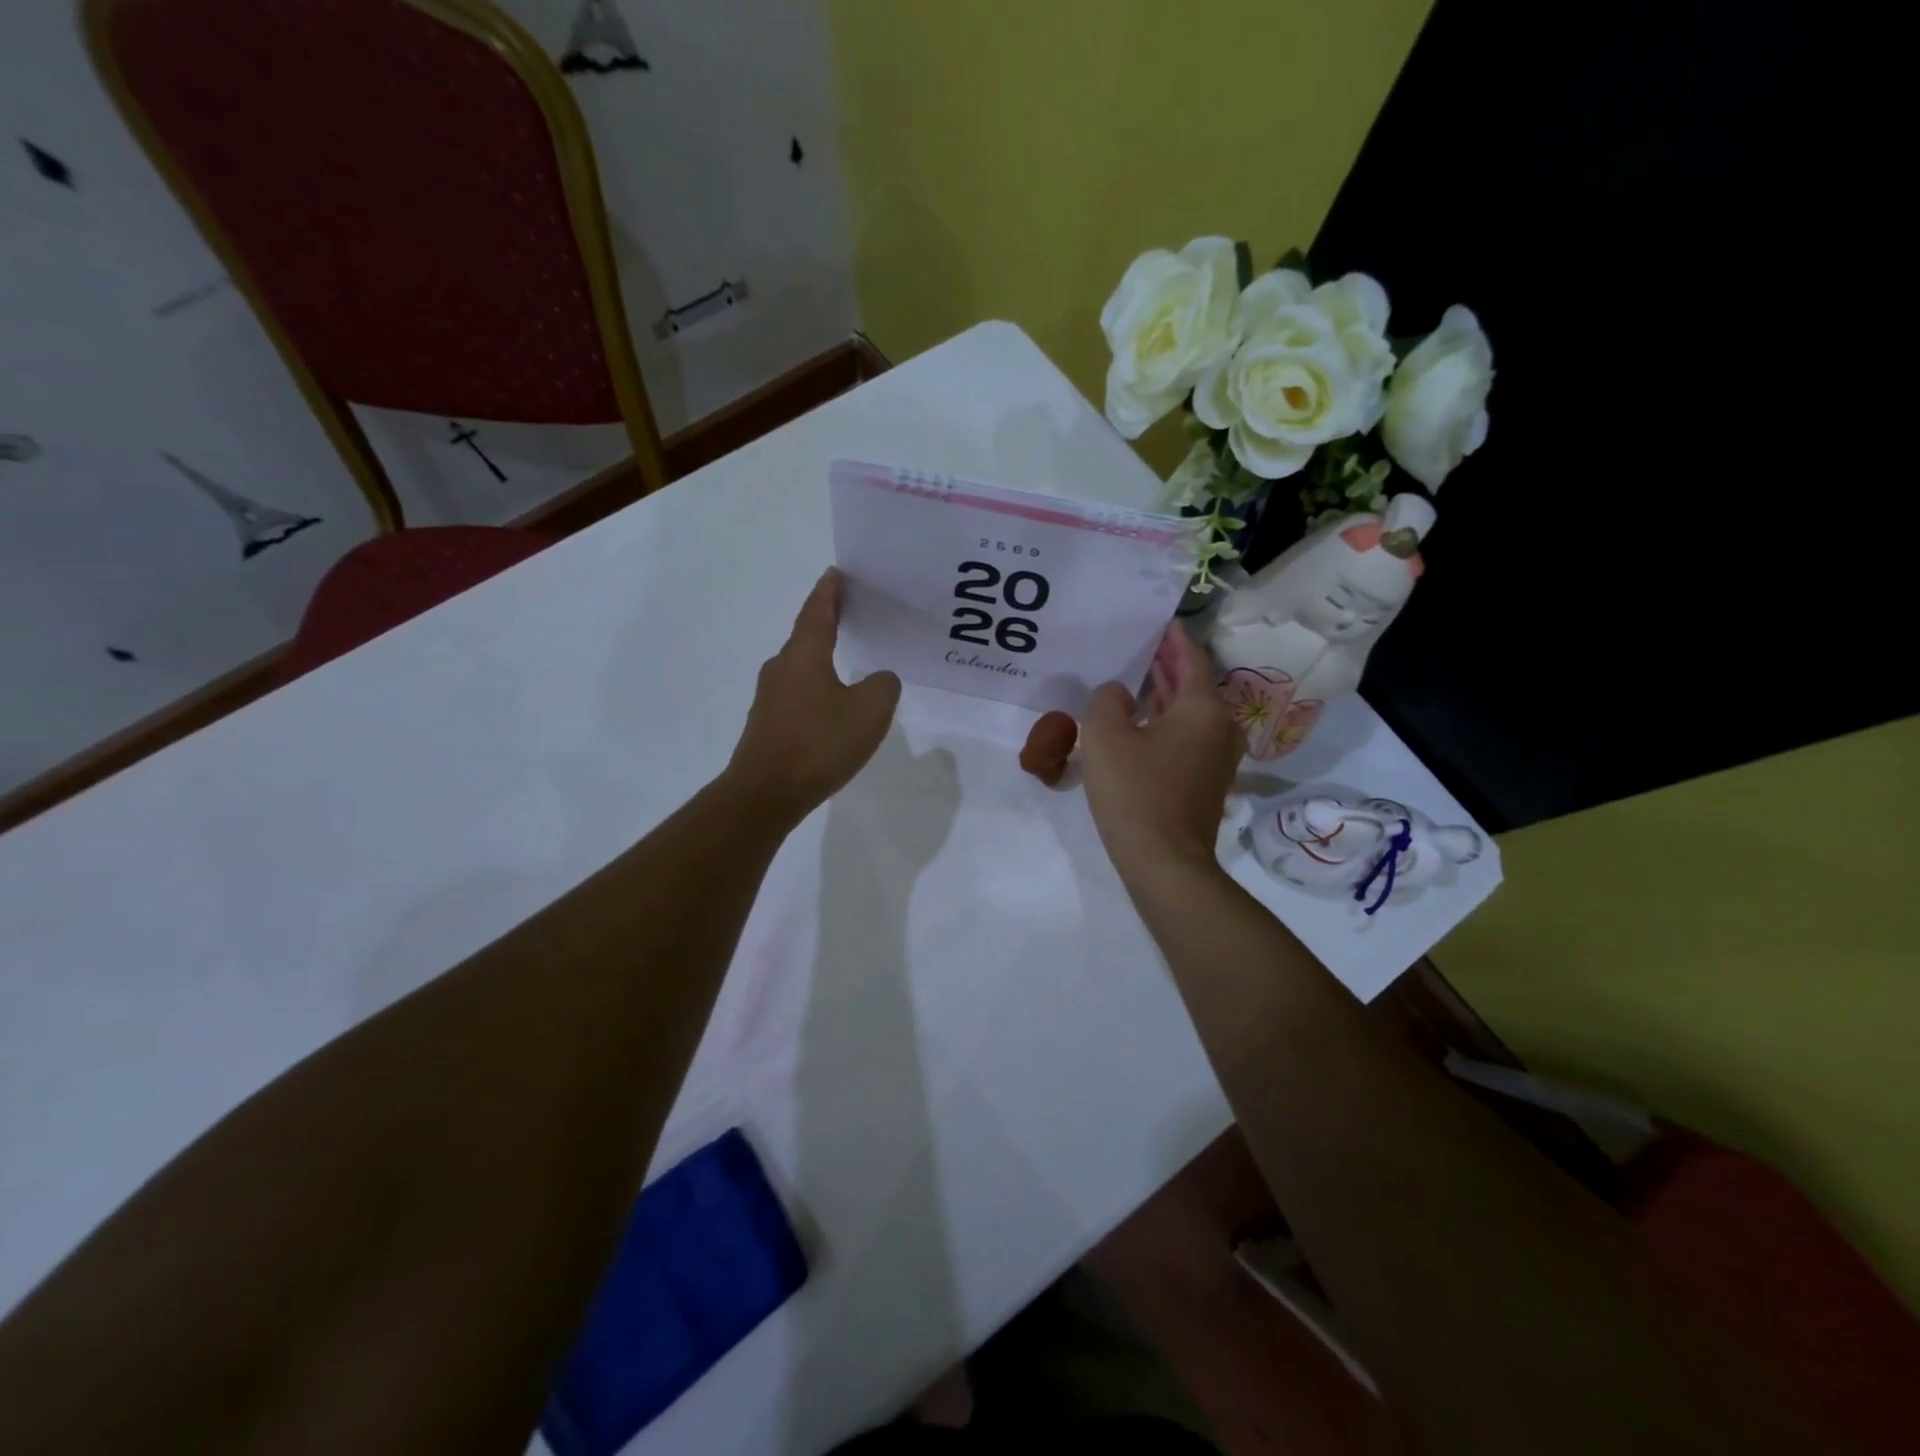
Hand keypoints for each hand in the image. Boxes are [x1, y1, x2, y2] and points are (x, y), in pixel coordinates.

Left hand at [725, 568, 900, 822]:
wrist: (766, 793)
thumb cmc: (819, 742)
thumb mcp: (869, 711)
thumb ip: (883, 686)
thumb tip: (879, 679)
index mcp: (804, 654)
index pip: (817, 611)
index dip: (829, 591)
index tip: (836, 573)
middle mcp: (781, 668)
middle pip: (806, 636)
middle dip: (827, 623)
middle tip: (852, 613)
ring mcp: (770, 698)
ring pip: (801, 668)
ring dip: (822, 660)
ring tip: (848, 661)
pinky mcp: (767, 725)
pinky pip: (798, 696)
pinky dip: (816, 690)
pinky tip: (832, 707)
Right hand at [1082, 621, 1243, 881]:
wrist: (1165, 862)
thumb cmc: (1136, 791)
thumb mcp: (1106, 736)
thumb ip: (1107, 701)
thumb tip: (1118, 694)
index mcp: (1203, 708)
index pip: (1191, 659)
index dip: (1175, 639)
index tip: (1162, 620)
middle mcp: (1220, 727)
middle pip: (1194, 686)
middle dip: (1169, 666)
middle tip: (1143, 646)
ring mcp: (1217, 758)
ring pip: (1190, 714)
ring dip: (1166, 696)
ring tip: (1138, 679)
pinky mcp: (1206, 783)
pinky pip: (1188, 738)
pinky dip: (1167, 723)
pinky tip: (1142, 723)